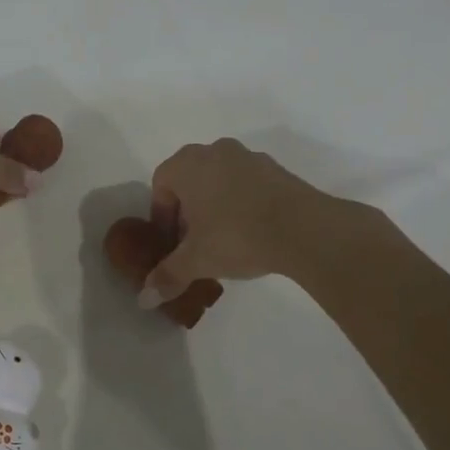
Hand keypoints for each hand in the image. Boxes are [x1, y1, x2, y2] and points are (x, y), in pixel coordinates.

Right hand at [141, 138, 330, 304]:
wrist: (305, 228)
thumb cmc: (237, 235)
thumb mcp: (197, 260)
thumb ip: (168, 275)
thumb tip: (145, 298)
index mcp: (187, 164)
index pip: (160, 185)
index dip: (162, 217)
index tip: (172, 244)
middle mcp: (214, 151)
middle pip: (190, 180)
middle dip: (188, 211)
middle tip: (194, 242)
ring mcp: (248, 157)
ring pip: (219, 180)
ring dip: (216, 205)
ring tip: (225, 240)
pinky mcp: (277, 169)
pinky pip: (247, 184)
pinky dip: (243, 203)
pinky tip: (252, 232)